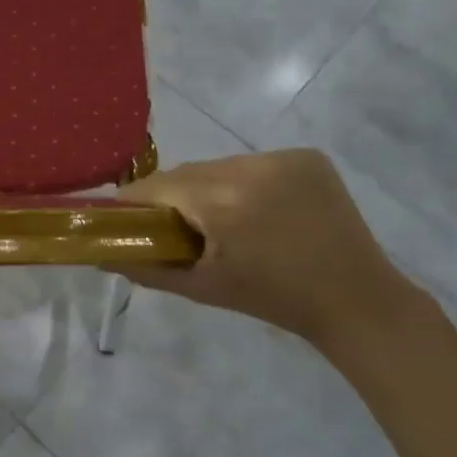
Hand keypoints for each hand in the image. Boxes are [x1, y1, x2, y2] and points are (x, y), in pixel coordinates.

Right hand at [109, 149, 418, 349]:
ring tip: (221, 220)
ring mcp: (283, 158)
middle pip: (188, 173)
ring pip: (220, 166)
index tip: (128, 220)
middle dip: (175, 197)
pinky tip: (257, 209)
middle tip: (176, 228)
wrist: (355, 299)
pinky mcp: (307, 157)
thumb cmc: (273, 299)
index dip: (136, 202)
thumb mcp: (203, 288)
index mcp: (223, 203)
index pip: (156, 186)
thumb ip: (147, 269)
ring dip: (209, 187)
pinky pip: (254, 163)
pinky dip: (245, 181)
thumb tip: (101, 257)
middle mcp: (250, 168)